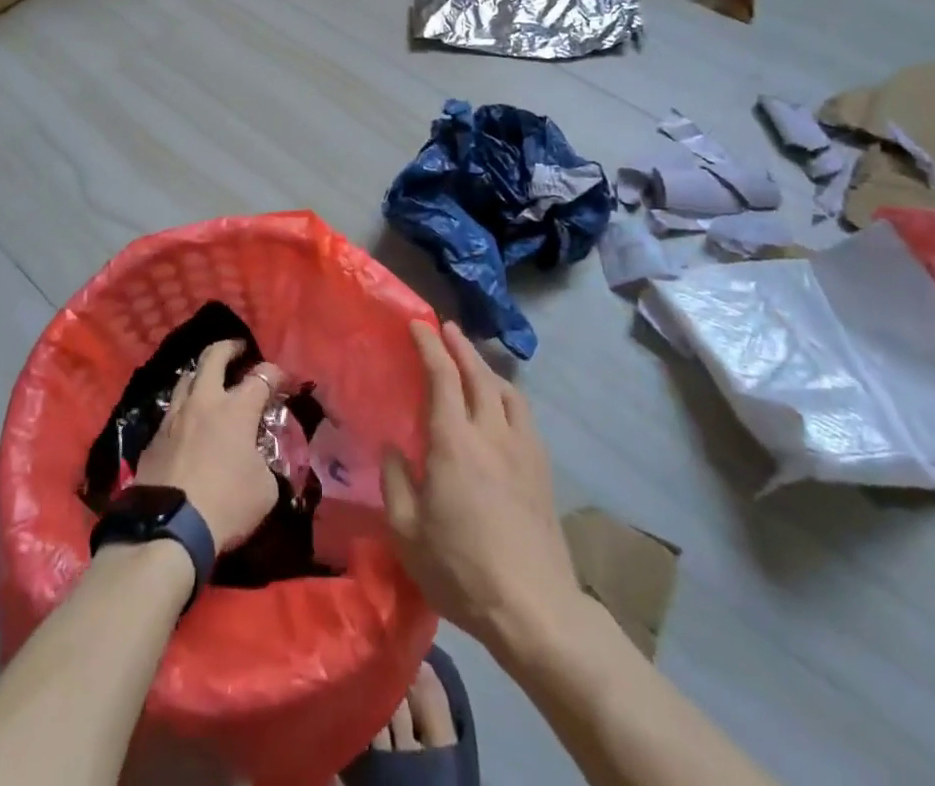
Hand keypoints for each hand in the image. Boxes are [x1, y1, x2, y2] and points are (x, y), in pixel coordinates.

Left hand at [134, 340, 284, 551]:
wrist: (169, 528)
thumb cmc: (226, 505)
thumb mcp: (265, 490)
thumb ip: (267, 464)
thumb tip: (261, 459)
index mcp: (236, 408)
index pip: (262, 376)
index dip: (277, 374)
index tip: (284, 381)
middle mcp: (204, 401)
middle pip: (213, 357)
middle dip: (229, 348)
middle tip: (238, 350)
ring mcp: (174, 416)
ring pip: (186, 378)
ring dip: (201, 374)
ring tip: (209, 381)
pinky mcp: (154, 437)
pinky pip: (171, 410)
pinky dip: (184, 407)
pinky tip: (189, 421)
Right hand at [383, 321, 582, 662]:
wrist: (535, 609)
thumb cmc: (461, 569)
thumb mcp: (407, 532)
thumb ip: (396, 482)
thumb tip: (392, 448)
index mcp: (454, 441)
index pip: (442, 375)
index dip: (429, 345)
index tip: (416, 324)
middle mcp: (491, 432)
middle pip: (478, 373)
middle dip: (460, 345)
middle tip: (445, 328)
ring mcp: (523, 449)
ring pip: (506, 391)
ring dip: (486, 368)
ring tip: (473, 364)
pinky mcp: (542, 469)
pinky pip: (523, 415)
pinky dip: (507, 395)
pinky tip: (501, 407)